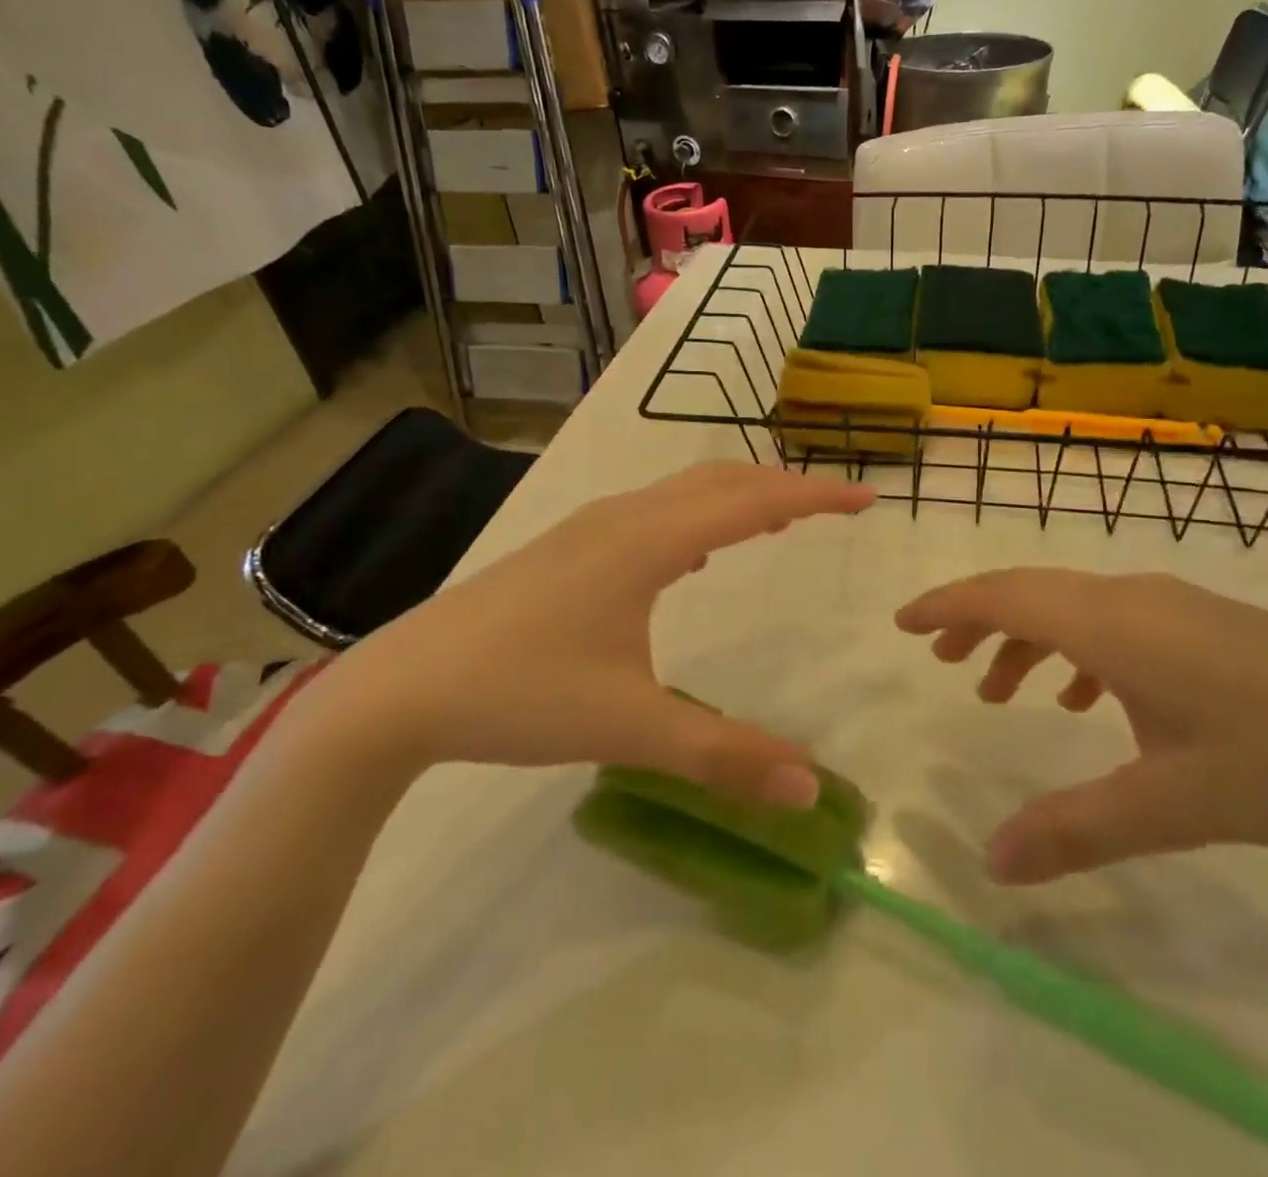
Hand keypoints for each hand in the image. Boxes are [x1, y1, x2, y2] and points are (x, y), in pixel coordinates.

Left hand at [328, 462, 874, 803]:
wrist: (400, 689)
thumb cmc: (518, 695)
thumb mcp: (628, 729)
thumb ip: (722, 755)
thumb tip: (809, 787)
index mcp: (648, 543)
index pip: (754, 501)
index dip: (817, 496)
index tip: (867, 499)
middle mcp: (624, 518)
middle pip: (722, 480)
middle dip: (787, 487)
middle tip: (836, 507)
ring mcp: (590, 528)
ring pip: (684, 490)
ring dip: (741, 496)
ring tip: (782, 521)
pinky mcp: (567, 548)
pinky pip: (655, 510)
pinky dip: (699, 514)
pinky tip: (699, 553)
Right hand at [896, 570, 1267, 883]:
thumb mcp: (1177, 804)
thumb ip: (1077, 830)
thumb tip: (990, 863)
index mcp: (1114, 625)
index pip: (1004, 595)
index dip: (946, 605)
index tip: (902, 623)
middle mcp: (1134, 598)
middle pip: (1031, 592)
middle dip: (977, 621)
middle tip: (940, 661)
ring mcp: (1176, 606)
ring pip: (1074, 608)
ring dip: (1028, 639)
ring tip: (1000, 691)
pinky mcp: (1209, 624)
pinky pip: (1116, 623)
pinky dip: (1079, 651)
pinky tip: (1090, 702)